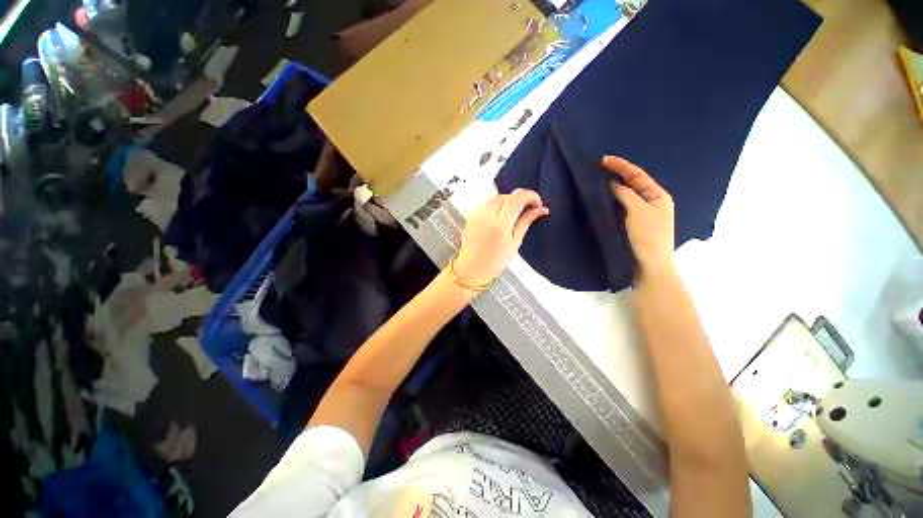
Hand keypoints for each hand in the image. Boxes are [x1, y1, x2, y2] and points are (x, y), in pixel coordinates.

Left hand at [453, 189, 548, 286]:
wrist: (472, 268)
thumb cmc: (495, 260)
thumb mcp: (515, 242)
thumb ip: (526, 221)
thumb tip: (541, 209)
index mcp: (500, 223)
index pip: (517, 197)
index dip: (531, 196)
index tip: (538, 203)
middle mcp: (487, 214)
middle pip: (507, 196)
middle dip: (520, 199)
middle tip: (529, 209)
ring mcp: (477, 214)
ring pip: (496, 198)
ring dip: (508, 202)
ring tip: (515, 215)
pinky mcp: (471, 216)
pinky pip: (487, 205)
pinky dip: (497, 207)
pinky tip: (500, 218)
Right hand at [602, 155, 674, 274]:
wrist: (649, 265)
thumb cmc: (648, 236)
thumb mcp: (638, 211)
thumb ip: (626, 194)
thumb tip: (613, 183)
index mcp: (658, 195)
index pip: (638, 175)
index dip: (621, 166)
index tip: (603, 160)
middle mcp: (650, 202)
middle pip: (632, 183)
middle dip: (617, 174)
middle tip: (598, 168)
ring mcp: (641, 214)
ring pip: (625, 195)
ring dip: (612, 188)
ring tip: (597, 181)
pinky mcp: (631, 224)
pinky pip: (620, 207)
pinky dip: (611, 201)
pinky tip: (601, 199)